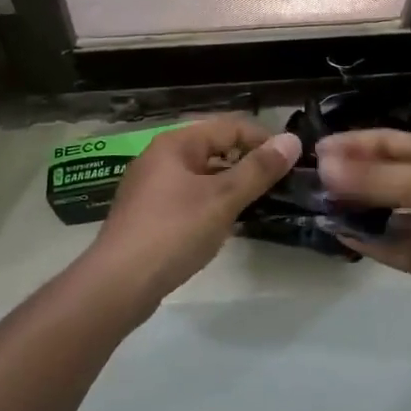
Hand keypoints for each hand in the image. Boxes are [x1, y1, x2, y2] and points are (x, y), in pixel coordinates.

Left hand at [85, 117, 299, 310]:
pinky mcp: (148, 215)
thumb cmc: (174, 232)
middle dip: (247, 162)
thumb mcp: (223, 199)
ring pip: (201, 175)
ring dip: (230, 184)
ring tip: (259, 202)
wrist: (118, 284)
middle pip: (213, 148)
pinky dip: (211, 203)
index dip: (263, 139)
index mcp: (176, 143)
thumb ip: (258, 170)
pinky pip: (189, 197)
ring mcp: (150, 187)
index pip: (229, 126)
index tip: (291, 161)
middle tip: (279, 183)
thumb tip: (292, 141)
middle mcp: (160, 157)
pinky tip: (226, 224)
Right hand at [315, 129, 410, 323]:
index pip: (383, 142)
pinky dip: (363, 239)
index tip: (314, 150)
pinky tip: (336, 234)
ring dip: (350, 209)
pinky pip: (387, 245)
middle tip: (305, 181)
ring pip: (379, 211)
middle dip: (344, 176)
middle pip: (377, 176)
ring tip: (312, 208)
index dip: (350, 143)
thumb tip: (323, 167)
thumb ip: (373, 179)